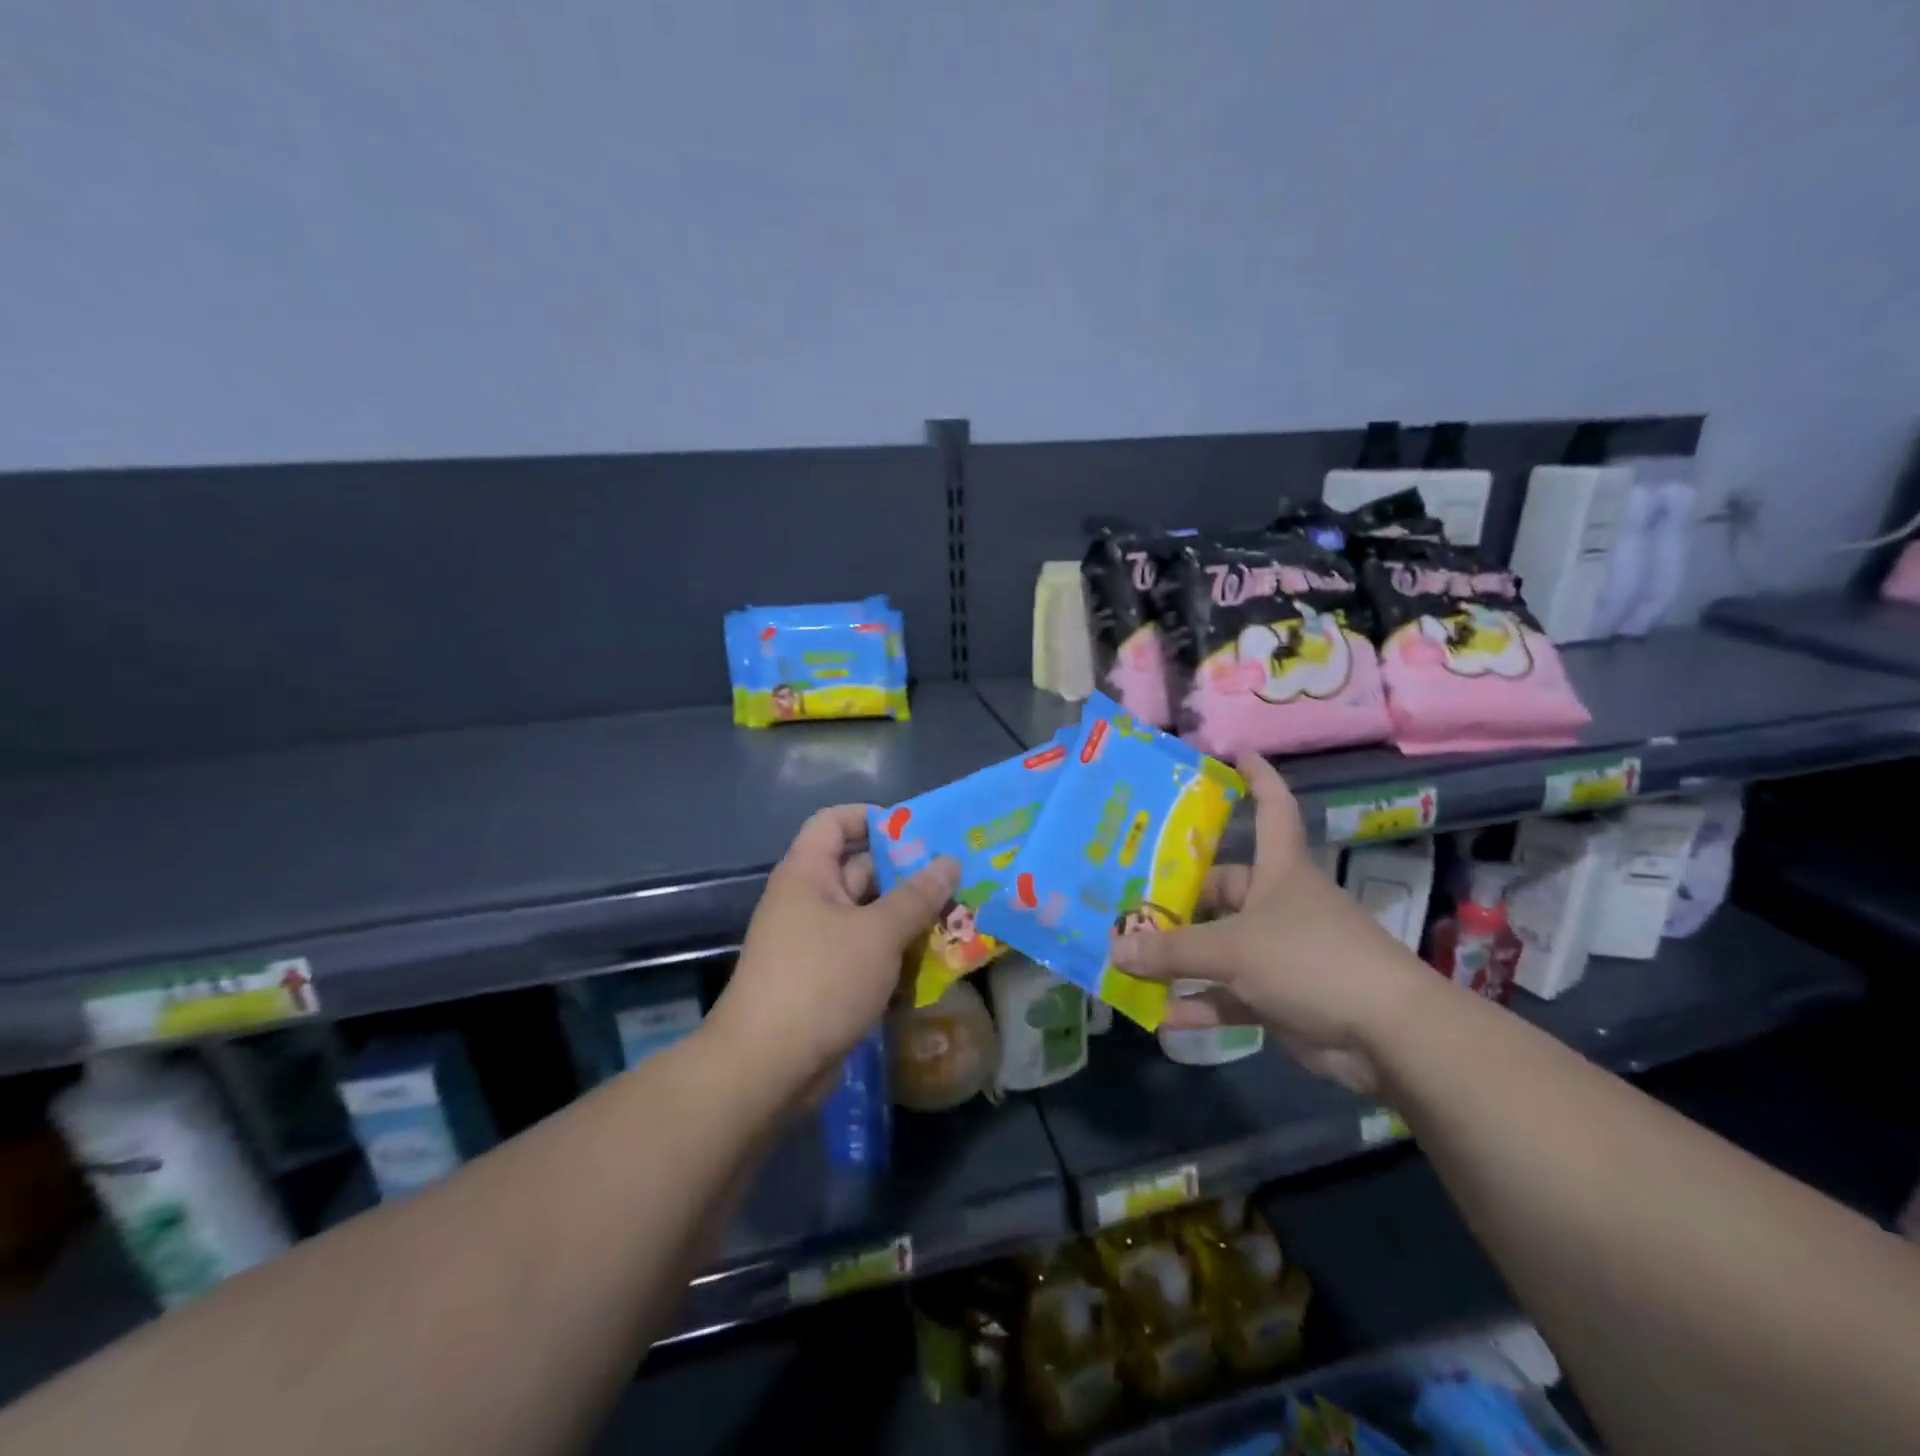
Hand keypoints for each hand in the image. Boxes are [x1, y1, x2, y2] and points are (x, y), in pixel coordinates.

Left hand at [708, 805, 958, 1099]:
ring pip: (869, 914)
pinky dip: (895, 951)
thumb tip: (949, 862)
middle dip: (907, 872)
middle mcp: (809, 900)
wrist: (767, 1067)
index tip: (918, 832)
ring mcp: (816, 941)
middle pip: (859, 868)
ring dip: (908, 916)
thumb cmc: (820, 981)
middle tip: (957, 876)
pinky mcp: (827, 978)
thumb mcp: (877, 933)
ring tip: (959, 914)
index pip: (834, 821)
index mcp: (808, 873)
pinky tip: (935, 958)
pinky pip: (866, 950)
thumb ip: (916, 896)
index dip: (873, 818)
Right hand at [1108, 754, 1437, 1094]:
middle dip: (1176, 896)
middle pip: (1221, 888)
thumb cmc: (1310, 960)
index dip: (1258, 778)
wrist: (1388, 1035)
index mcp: (1278, 870)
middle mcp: (1277, 904)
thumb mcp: (1233, 948)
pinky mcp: (1279, 996)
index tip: (1236, 754)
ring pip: (1217, 945)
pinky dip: (1199, 1003)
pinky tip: (1160, 1014)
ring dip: (1178, 956)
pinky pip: (1228, 994)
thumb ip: (1171, 949)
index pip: (1272, 807)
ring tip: (1127, 956)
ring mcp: (1279, 952)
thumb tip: (1114, 948)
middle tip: (1126, 896)